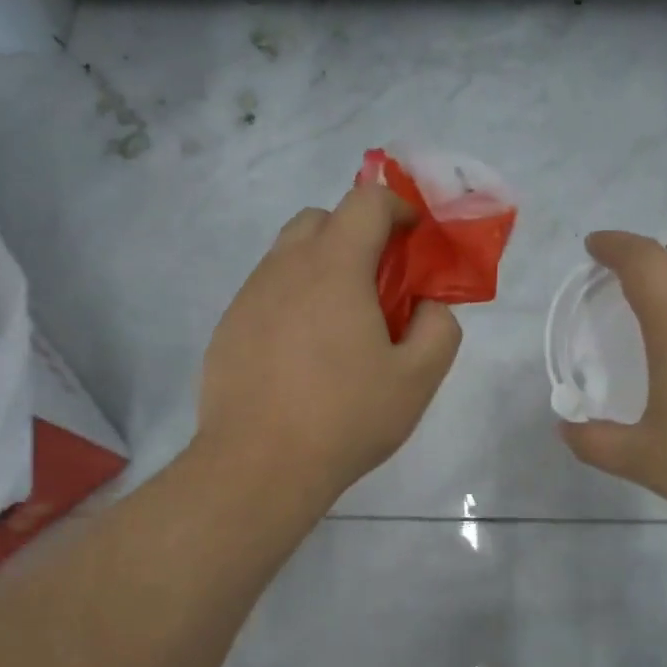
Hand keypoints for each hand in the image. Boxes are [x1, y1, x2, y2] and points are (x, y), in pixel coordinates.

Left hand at [198, 185, 462, 504]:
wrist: (258, 465)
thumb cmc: (345, 418)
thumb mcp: (417, 379)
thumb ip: (439, 328)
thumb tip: (428, 305)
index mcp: (334, 266)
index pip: (367, 200)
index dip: (398, 208)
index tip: (414, 239)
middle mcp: (284, 268)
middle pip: (320, 219)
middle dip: (355, 234)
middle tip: (377, 284)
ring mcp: (248, 297)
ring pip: (287, 257)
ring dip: (320, 269)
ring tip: (339, 326)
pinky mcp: (226, 329)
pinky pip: (264, 295)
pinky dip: (290, 303)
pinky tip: (301, 357)